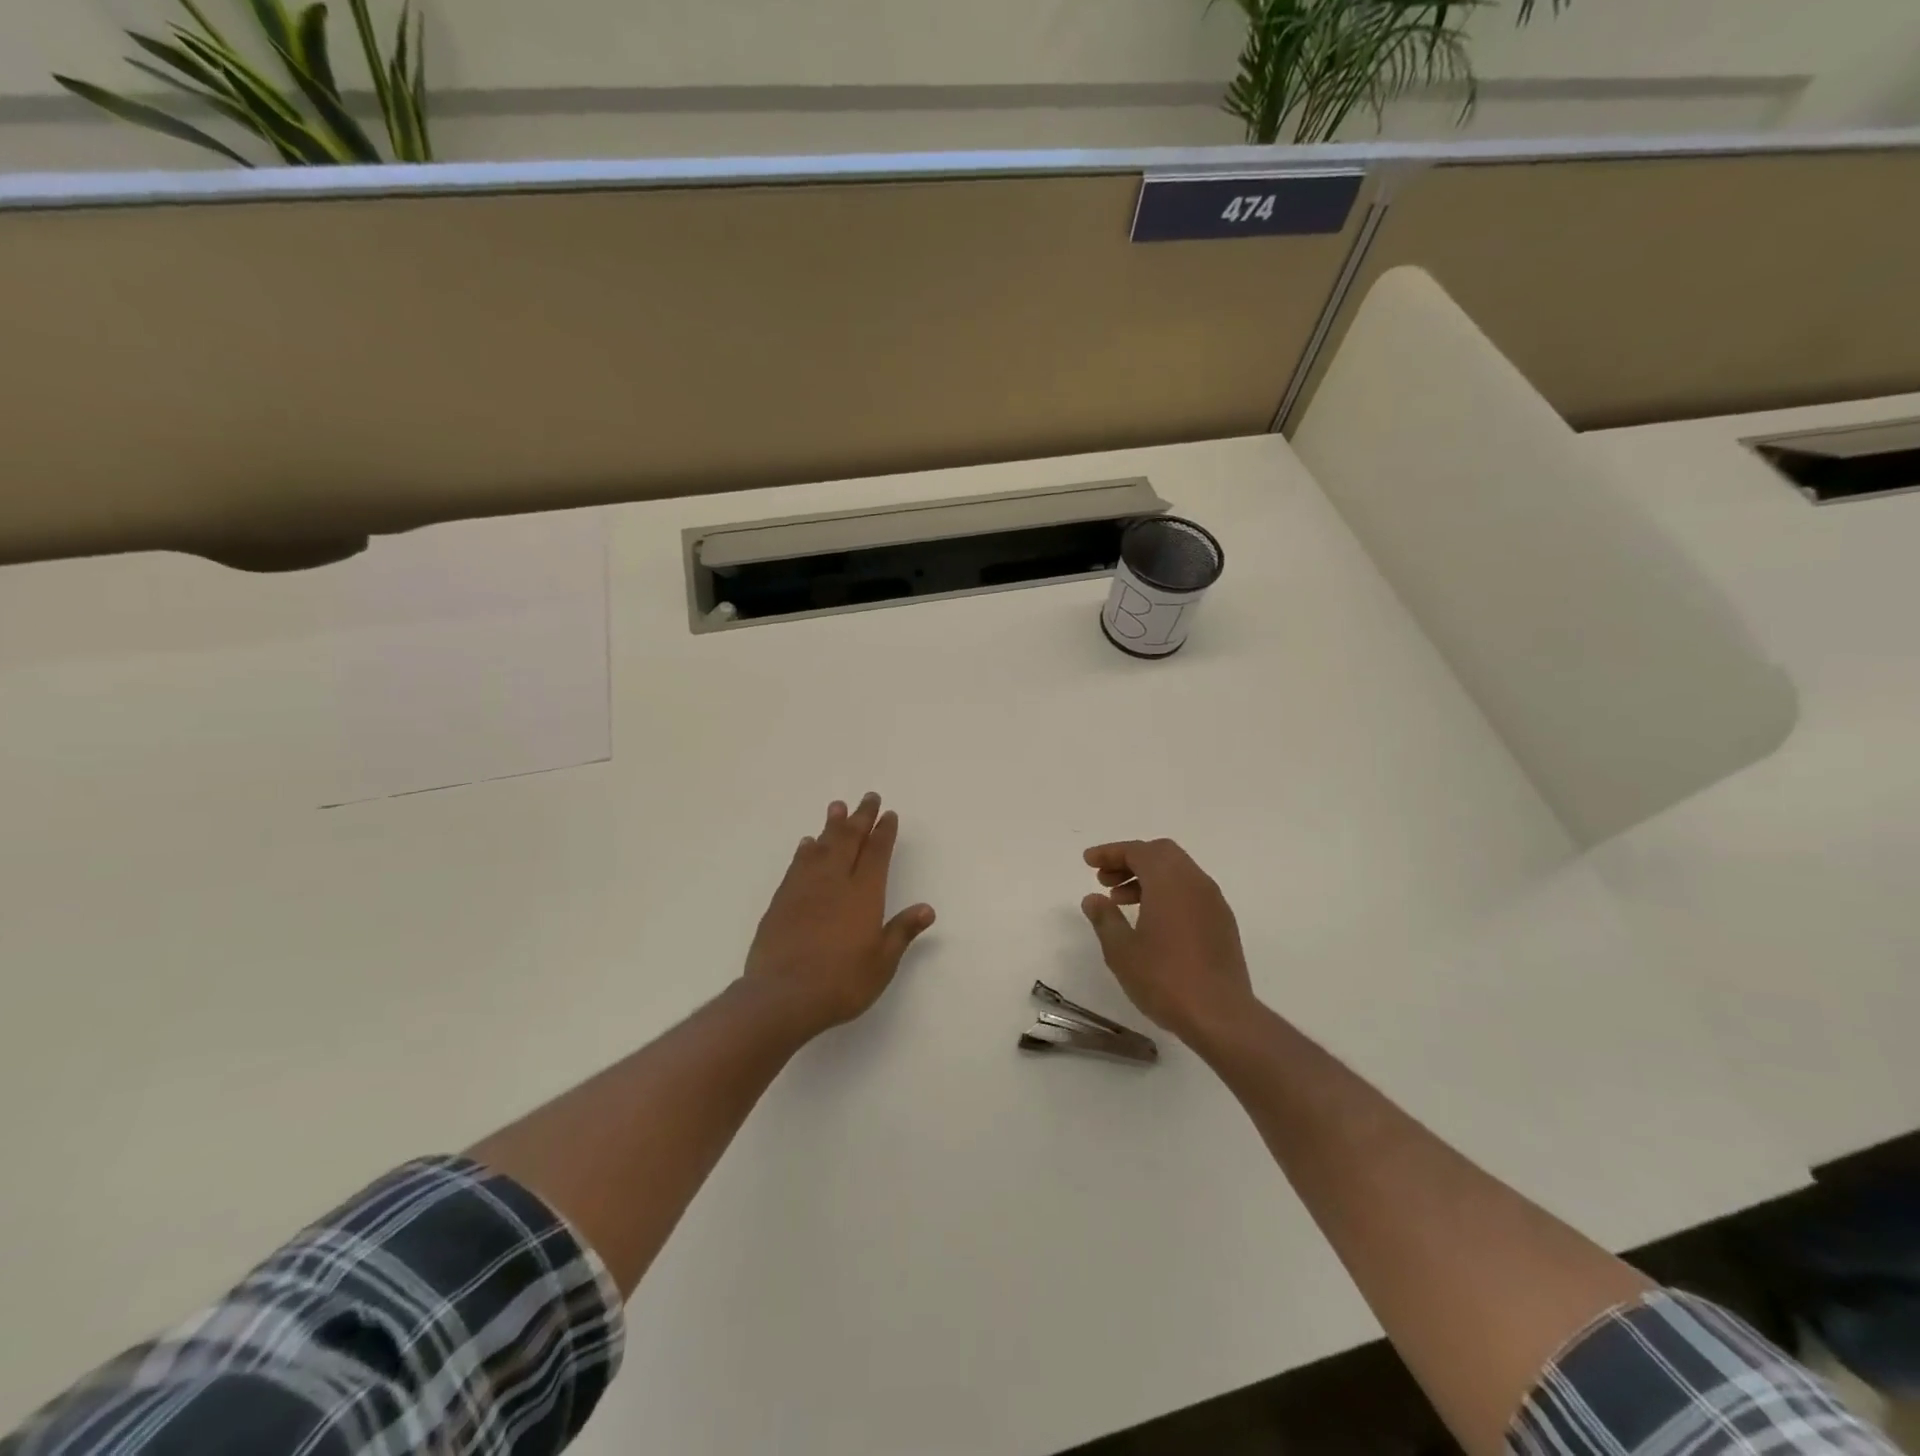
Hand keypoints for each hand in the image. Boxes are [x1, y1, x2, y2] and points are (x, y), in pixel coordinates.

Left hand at [742, 793, 935, 1039]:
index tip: (889, 815)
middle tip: (868, 797)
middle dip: (860, 818)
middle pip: (849, 840)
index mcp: (864, 894)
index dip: (884, 832)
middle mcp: (835, 882)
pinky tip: (808, 844)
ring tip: (837, 807)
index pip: (877, 853)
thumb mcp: (882, 963)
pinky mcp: (782, 900)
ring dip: (831, 826)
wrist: (783, 995)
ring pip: (821, 847)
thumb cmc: (841, 982)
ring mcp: (805, 888)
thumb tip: (926, 908)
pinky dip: (805, 850)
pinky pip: (798, 865)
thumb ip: (901, 932)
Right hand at [1080, 839, 1257, 1044]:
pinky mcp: (1222, 922)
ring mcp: (1213, 902)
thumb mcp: (1122, 950)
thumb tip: (1093, 899)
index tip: (1088, 862)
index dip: (1110, 852)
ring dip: (1148, 877)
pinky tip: (1151, 920)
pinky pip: (1190, 891)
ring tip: (1121, 901)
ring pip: (1178, 872)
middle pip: (1161, 854)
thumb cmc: (1164, 979)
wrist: (1221, 1016)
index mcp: (1169, 882)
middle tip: (1105, 879)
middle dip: (1130, 860)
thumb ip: (1105, 918)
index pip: (1138, 851)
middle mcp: (1195, 882)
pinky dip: (1167, 892)